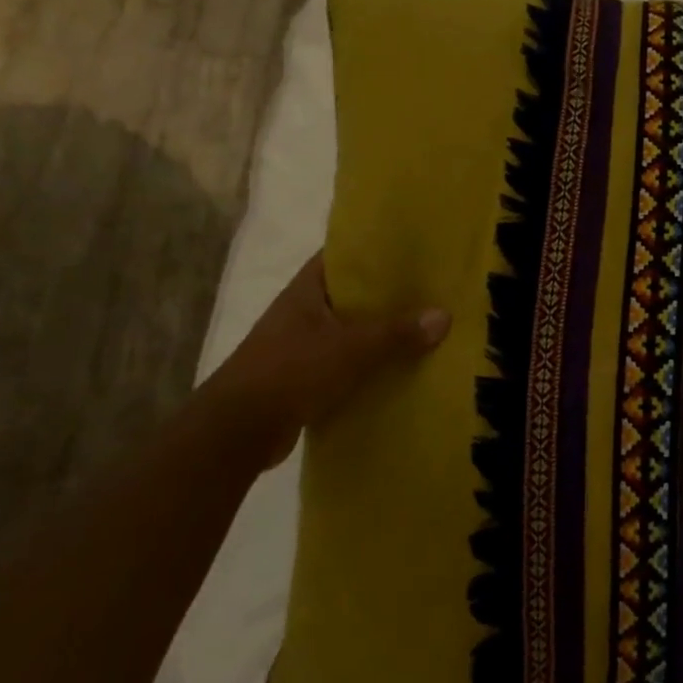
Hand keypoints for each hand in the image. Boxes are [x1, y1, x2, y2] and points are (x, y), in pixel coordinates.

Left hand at [207, 255, 449, 469]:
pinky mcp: (302, 379)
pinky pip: (344, 364)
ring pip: (349, 332)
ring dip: (379, 334)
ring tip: (423, 330)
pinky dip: (368, 366)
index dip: (373, 250)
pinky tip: (399, 370)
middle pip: (350, 296)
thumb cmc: (291, 371)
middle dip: (386, 295)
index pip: (341, 256)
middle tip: (430, 291)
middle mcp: (301, 313)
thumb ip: (397, 333)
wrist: (237, 431)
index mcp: (306, 291)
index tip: (410, 250)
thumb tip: (444, 316)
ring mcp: (299, 347)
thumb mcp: (351, 348)